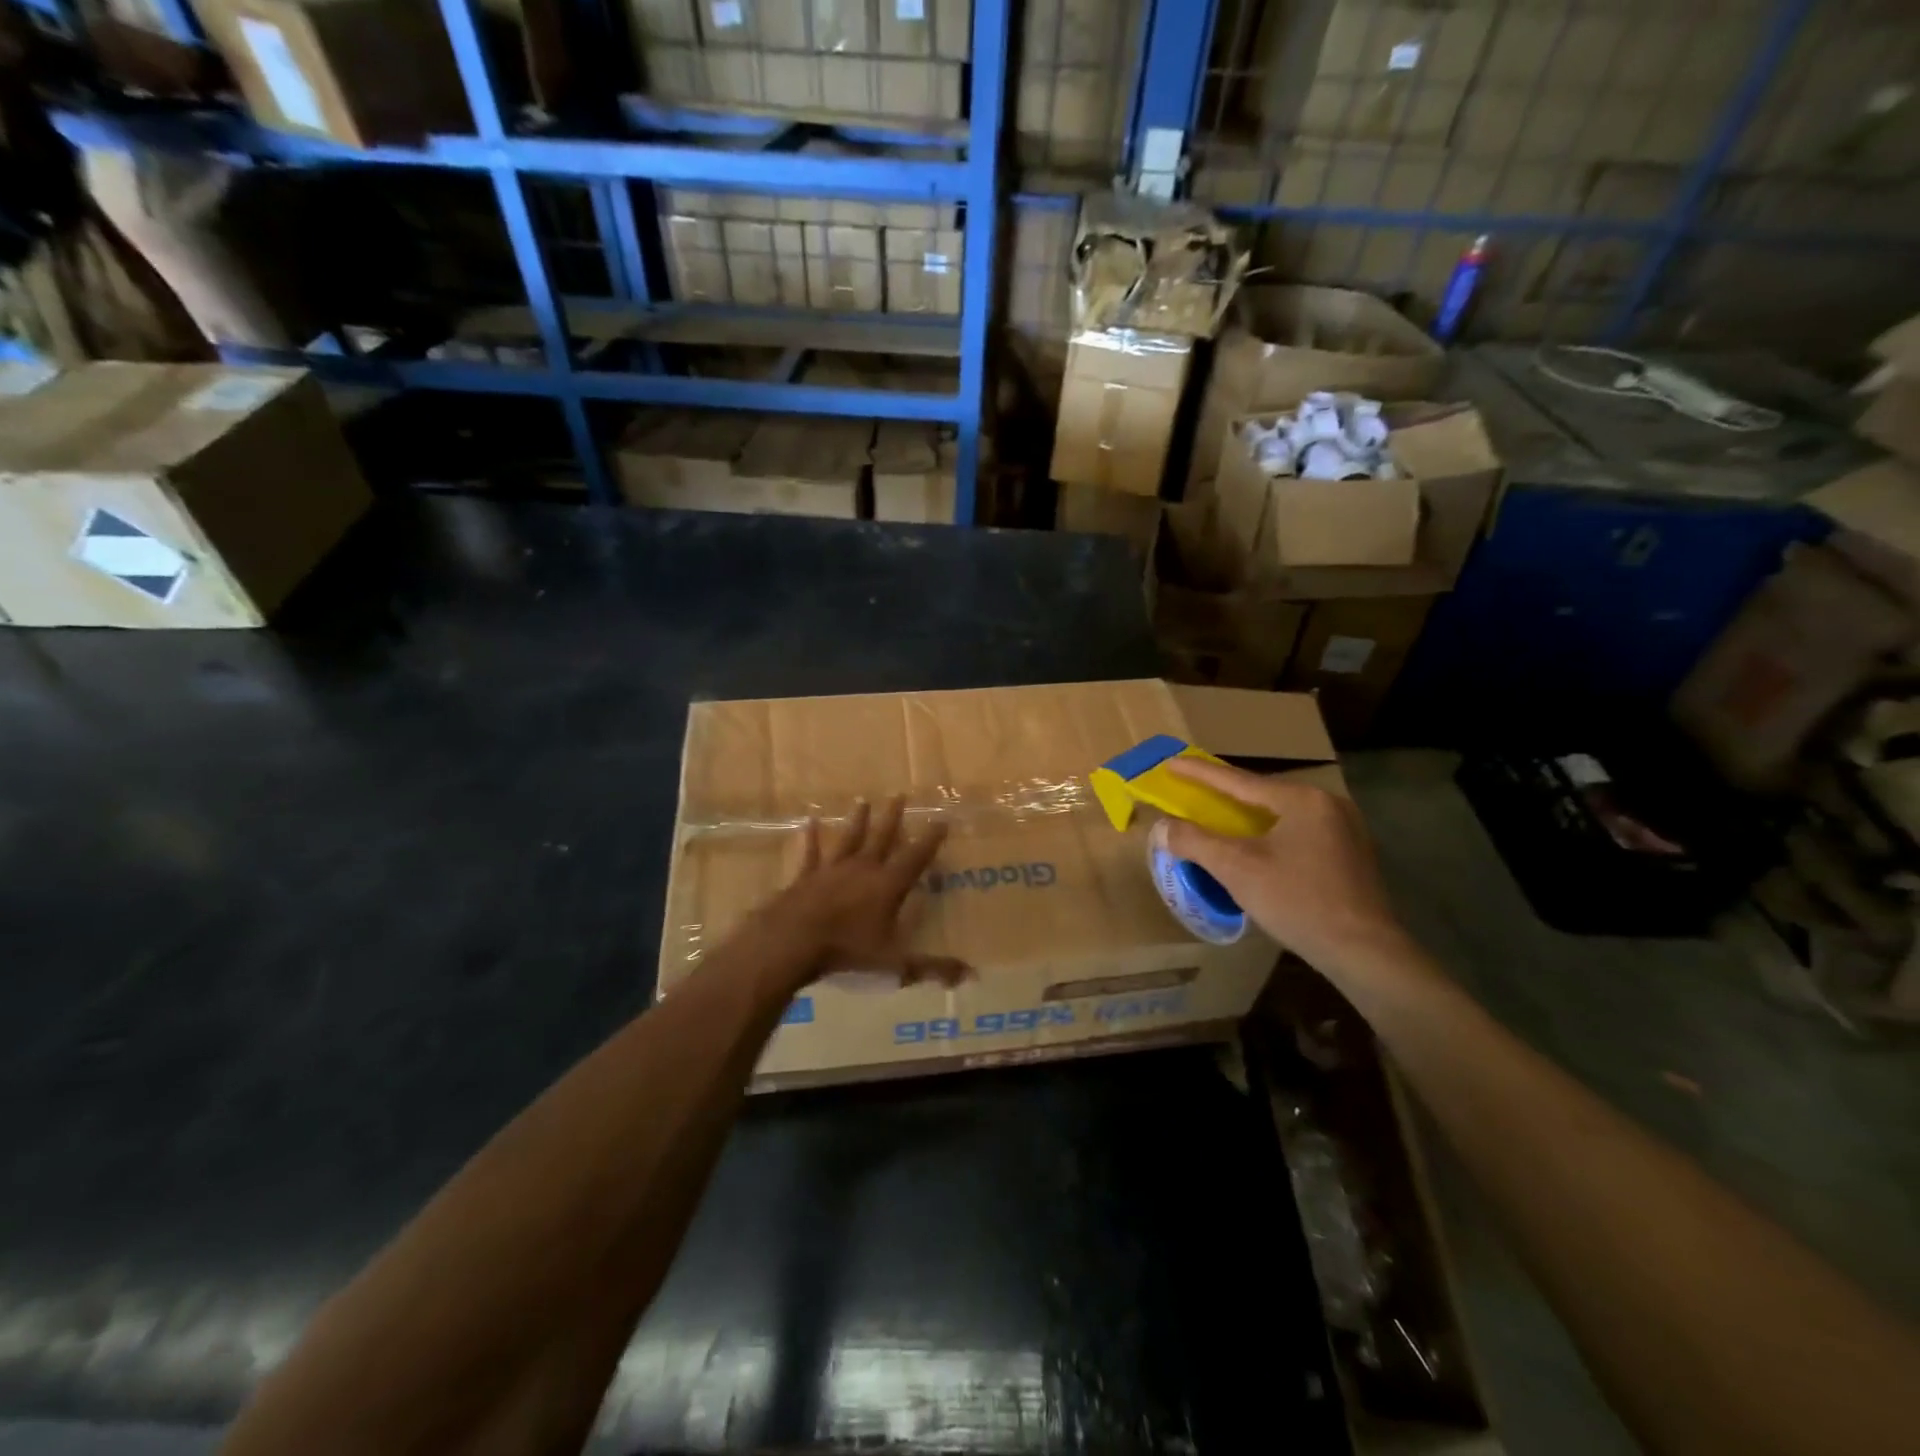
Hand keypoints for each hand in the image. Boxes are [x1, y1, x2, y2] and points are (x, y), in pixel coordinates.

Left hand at [755, 796, 968, 991]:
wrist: (793, 941)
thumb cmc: (847, 950)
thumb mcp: (895, 964)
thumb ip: (932, 968)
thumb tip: (970, 975)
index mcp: (887, 886)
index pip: (915, 858)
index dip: (930, 840)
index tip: (941, 819)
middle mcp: (863, 869)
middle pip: (882, 838)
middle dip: (893, 817)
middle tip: (900, 795)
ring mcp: (832, 870)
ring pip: (849, 839)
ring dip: (858, 821)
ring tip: (863, 801)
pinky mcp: (806, 877)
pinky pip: (811, 854)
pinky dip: (811, 838)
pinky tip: (809, 822)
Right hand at [1163, 758, 1408, 974]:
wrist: (1364, 952)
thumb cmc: (1297, 902)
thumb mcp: (1237, 869)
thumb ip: (1195, 842)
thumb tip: (1161, 827)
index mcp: (1301, 799)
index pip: (1238, 781)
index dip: (1200, 773)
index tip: (1171, 763)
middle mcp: (1328, 804)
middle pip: (1263, 794)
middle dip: (1226, 795)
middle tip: (1195, 792)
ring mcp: (1346, 829)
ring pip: (1282, 814)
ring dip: (1249, 817)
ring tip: (1221, 818)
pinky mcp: (1352, 854)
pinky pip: (1300, 832)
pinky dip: (1272, 834)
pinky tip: (1259, 847)